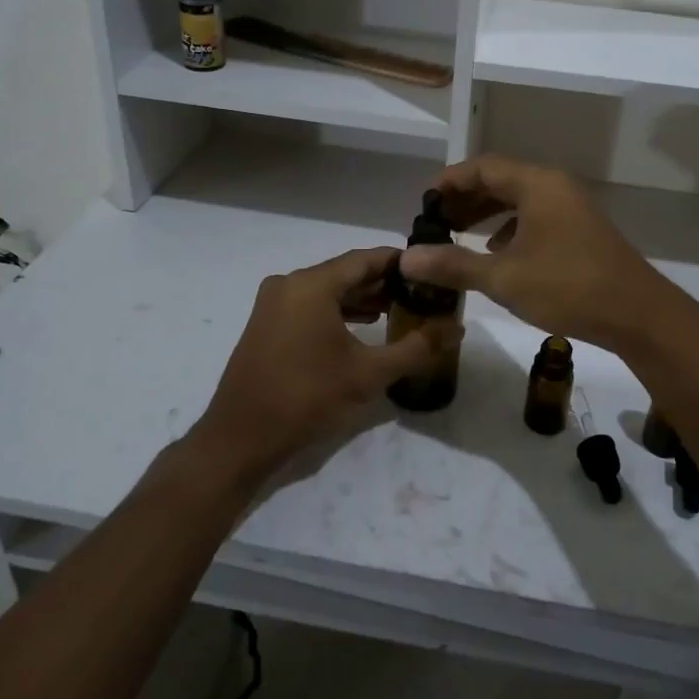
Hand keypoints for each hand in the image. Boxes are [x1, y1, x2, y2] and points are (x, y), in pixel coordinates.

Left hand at [196, 248, 444, 481]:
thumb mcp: (370, 374)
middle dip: (383, 282)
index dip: (400, 263)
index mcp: (311, 285)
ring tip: (396, 310)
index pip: (365, 259)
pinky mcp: (266, 324)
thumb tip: (457, 328)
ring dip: (360, 298)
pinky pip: (309, 305)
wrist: (241, 438)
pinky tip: (362, 326)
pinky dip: (337, 311)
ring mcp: (273, 304)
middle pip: (345, 272)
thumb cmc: (308, 399)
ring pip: (327, 290)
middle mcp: (289, 284)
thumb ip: (416, 347)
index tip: (430, 271)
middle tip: (420, 294)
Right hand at [397, 156, 686, 353]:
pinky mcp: (581, 231)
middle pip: (501, 180)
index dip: (450, 181)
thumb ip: (453, 264)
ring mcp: (572, 208)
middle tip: (436, 221)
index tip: (424, 202)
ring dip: (487, 214)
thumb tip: (406, 259)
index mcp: (537, 184)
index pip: (483, 167)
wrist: (637, 314)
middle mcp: (555, 187)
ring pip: (520, 200)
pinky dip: (511, 228)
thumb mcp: (503, 277)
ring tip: (458, 234)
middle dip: (466, 198)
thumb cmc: (567, 286)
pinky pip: (536, 217)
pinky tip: (496, 253)